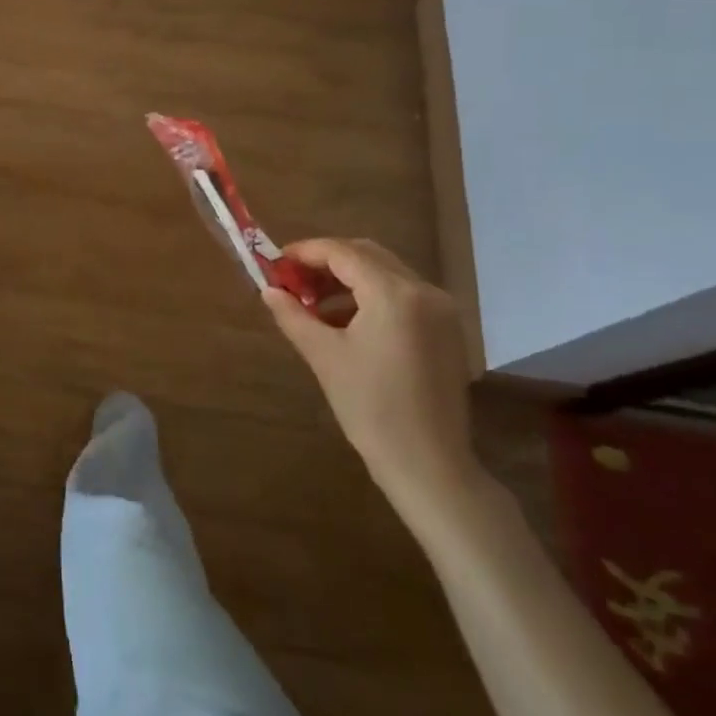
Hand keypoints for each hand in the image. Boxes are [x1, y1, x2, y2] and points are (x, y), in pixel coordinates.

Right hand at [261, 238, 480, 513]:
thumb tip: (268, 290)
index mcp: (394, 294)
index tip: (276, 263)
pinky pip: (403, 295)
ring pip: (386, 273)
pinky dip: (371, 296)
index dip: (305, 252)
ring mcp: (442, 310)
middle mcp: (424, 291)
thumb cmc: (370, 408)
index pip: (342, 252)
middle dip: (326, 262)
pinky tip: (346, 321)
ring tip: (313, 304)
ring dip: (348, 279)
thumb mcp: (323, 356)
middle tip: (292, 281)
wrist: (428, 463)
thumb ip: (292, 315)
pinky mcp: (447, 329)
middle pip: (367, 255)